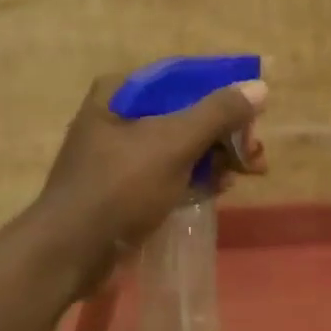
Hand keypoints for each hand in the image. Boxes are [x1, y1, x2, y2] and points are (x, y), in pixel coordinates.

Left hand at [33, 72, 268, 279]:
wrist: (71, 252)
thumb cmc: (119, 188)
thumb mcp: (172, 144)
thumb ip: (217, 113)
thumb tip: (259, 86)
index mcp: (120, 93)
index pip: (183, 78)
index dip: (223, 93)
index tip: (255, 114)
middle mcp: (119, 116)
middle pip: (185, 113)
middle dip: (225, 132)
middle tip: (256, 154)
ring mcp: (121, 155)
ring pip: (181, 145)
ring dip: (217, 157)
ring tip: (248, 173)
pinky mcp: (126, 188)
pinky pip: (170, 172)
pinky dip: (196, 177)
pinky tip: (220, 189)